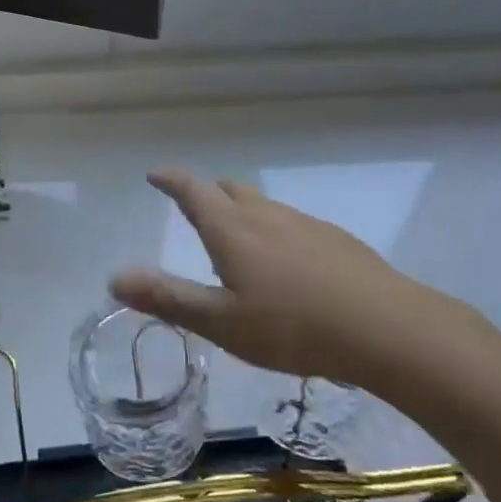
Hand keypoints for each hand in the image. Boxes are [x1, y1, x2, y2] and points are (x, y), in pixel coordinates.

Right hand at [111, 170, 473, 383]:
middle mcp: (265, 214)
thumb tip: (114, 277)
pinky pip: (291, 223)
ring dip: (242, 212)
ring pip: (263, 205)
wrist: (386, 327)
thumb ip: (169, 298)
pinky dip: (275, 231)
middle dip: (207, 194)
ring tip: (239, 240)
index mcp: (232, 229)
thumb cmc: (293, 327)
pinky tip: (288, 264)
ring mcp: (304, 222)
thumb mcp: (222, 323)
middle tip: (195, 210)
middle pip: (229, 190)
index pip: (193, 190)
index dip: (171, 179)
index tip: (156, 174)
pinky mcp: (335, 238)